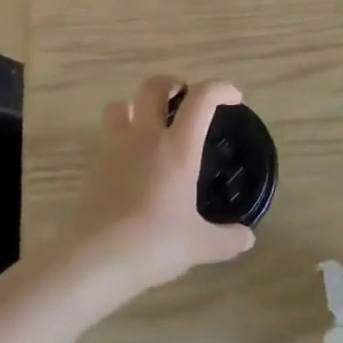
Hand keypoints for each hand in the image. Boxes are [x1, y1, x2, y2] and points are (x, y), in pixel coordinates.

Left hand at [67, 76, 255, 297]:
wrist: (95, 258)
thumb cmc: (154, 243)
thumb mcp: (200, 245)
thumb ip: (228, 238)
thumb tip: (247, 237)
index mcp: (177, 147)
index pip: (201, 98)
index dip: (220, 89)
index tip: (234, 98)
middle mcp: (145, 137)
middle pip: (153, 87)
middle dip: (171, 84)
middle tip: (185, 99)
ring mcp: (115, 149)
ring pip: (120, 105)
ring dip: (136, 106)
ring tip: (151, 126)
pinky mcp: (94, 167)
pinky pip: (108, 138)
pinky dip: (122, 139)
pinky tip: (133, 166)